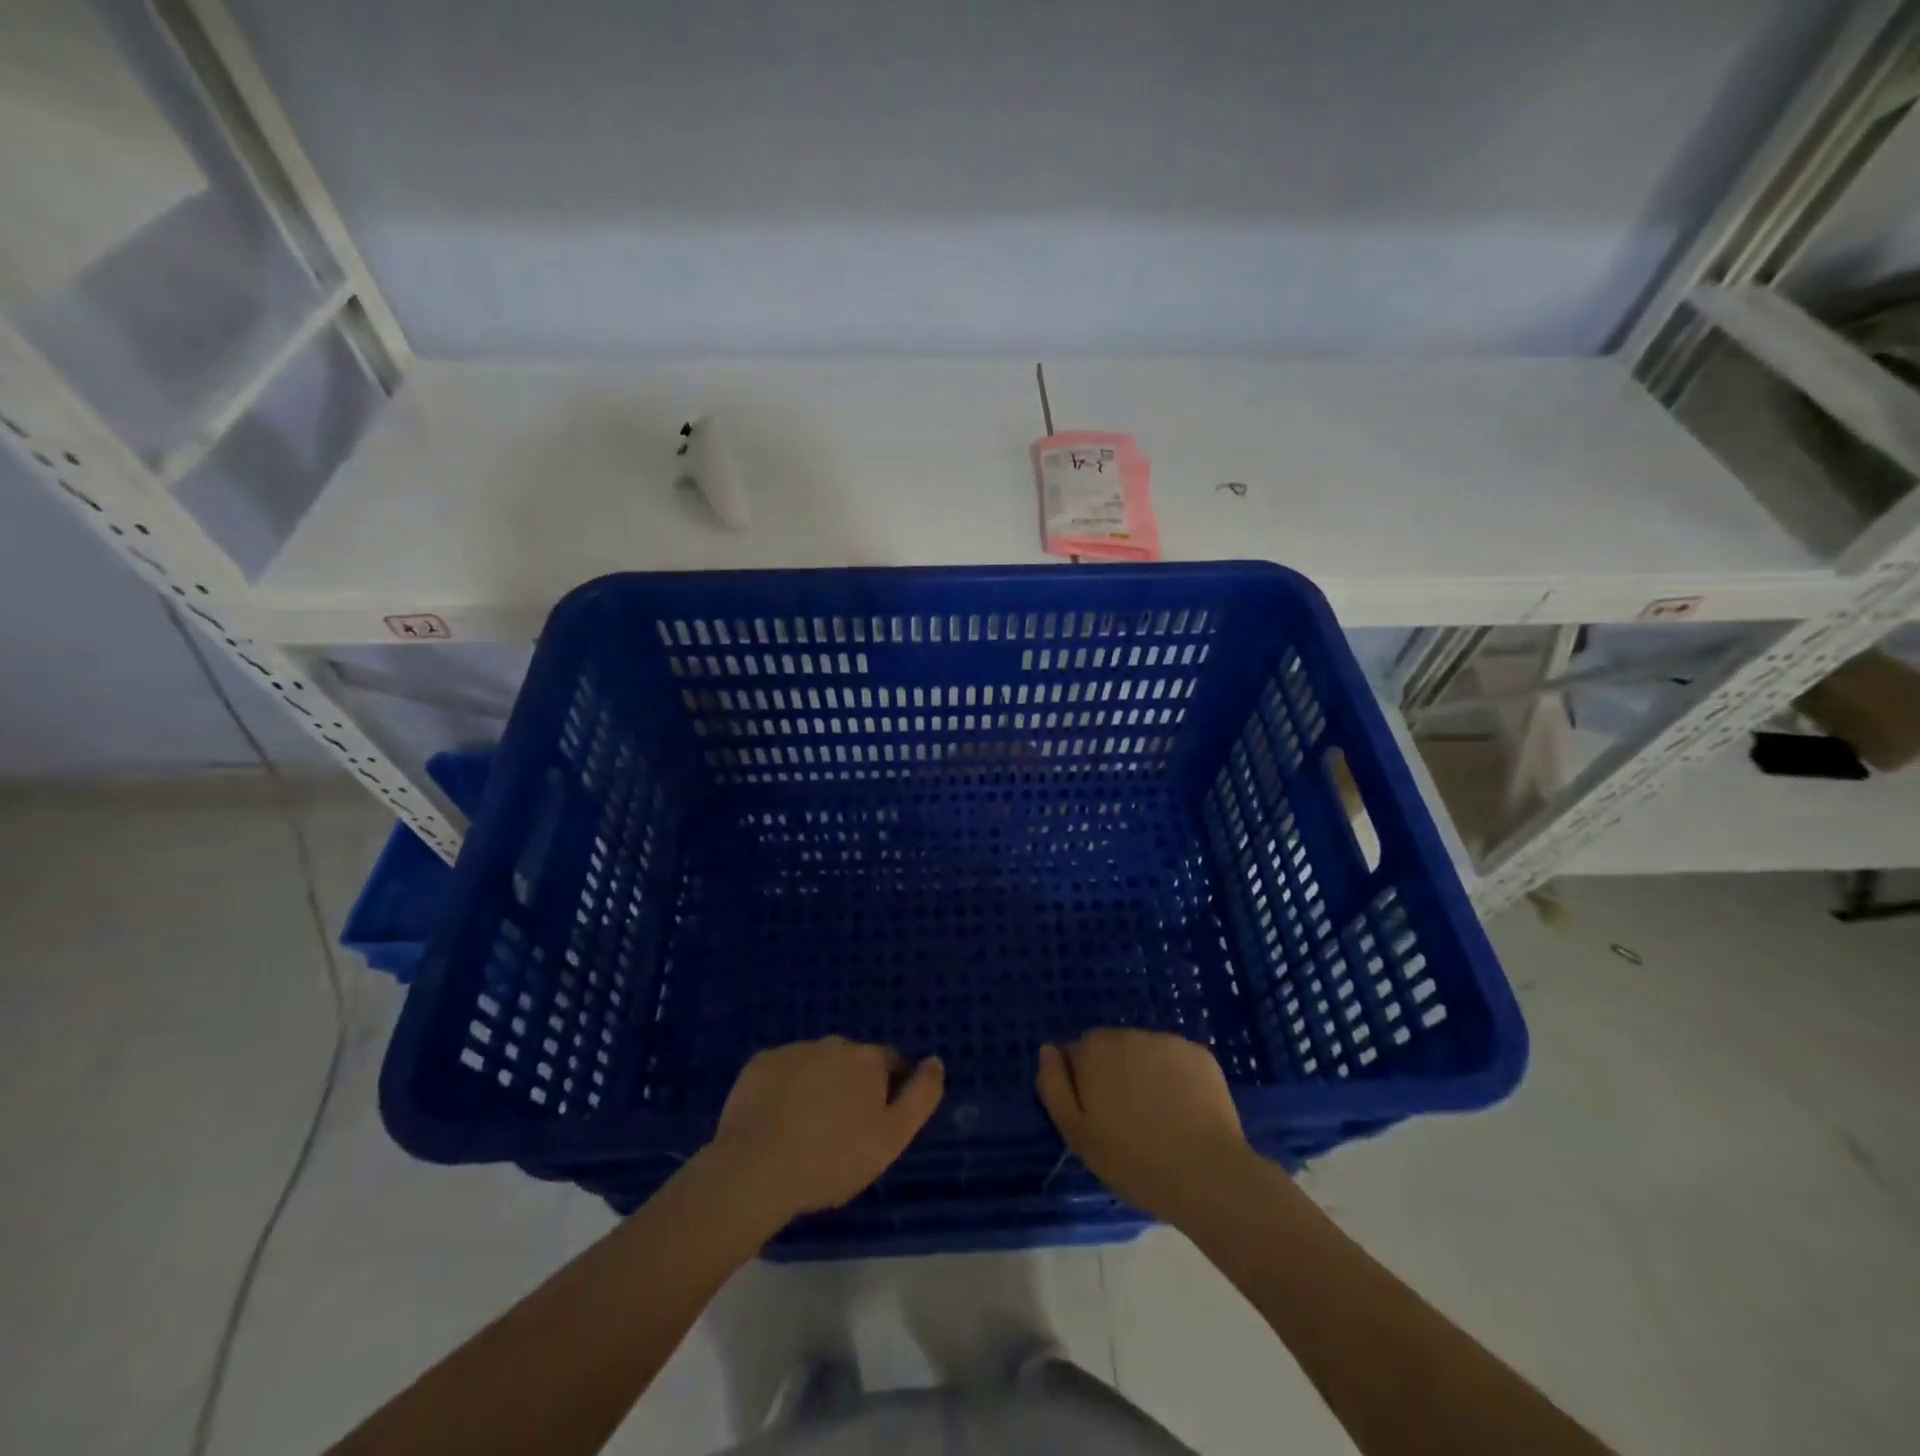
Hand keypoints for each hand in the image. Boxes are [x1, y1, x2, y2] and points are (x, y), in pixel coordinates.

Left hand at [706, 1037, 944, 1222]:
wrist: (755, 1167)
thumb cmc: (832, 1159)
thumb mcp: (892, 1138)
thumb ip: (921, 1097)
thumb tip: (935, 1061)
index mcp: (867, 1059)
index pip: (891, 1062)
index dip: (890, 1090)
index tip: (878, 1122)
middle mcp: (832, 1043)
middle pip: (851, 1062)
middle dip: (851, 1086)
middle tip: (841, 1132)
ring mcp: (793, 1050)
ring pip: (815, 1065)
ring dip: (817, 1086)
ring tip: (804, 1131)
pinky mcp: (759, 1064)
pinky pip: (781, 1072)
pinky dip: (784, 1089)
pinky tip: (775, 1122)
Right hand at [1036, 1029, 1252, 1223]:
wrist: (1206, 1173)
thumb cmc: (1132, 1160)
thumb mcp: (1076, 1133)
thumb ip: (1054, 1085)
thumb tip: (1048, 1049)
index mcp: (1094, 1050)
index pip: (1077, 1054)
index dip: (1084, 1084)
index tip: (1096, 1116)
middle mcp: (1128, 1034)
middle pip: (1112, 1049)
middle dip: (1114, 1074)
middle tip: (1127, 1120)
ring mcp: (1168, 1041)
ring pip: (1146, 1053)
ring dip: (1145, 1074)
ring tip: (1159, 1118)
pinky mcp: (1200, 1054)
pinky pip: (1178, 1062)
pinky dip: (1177, 1079)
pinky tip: (1186, 1112)